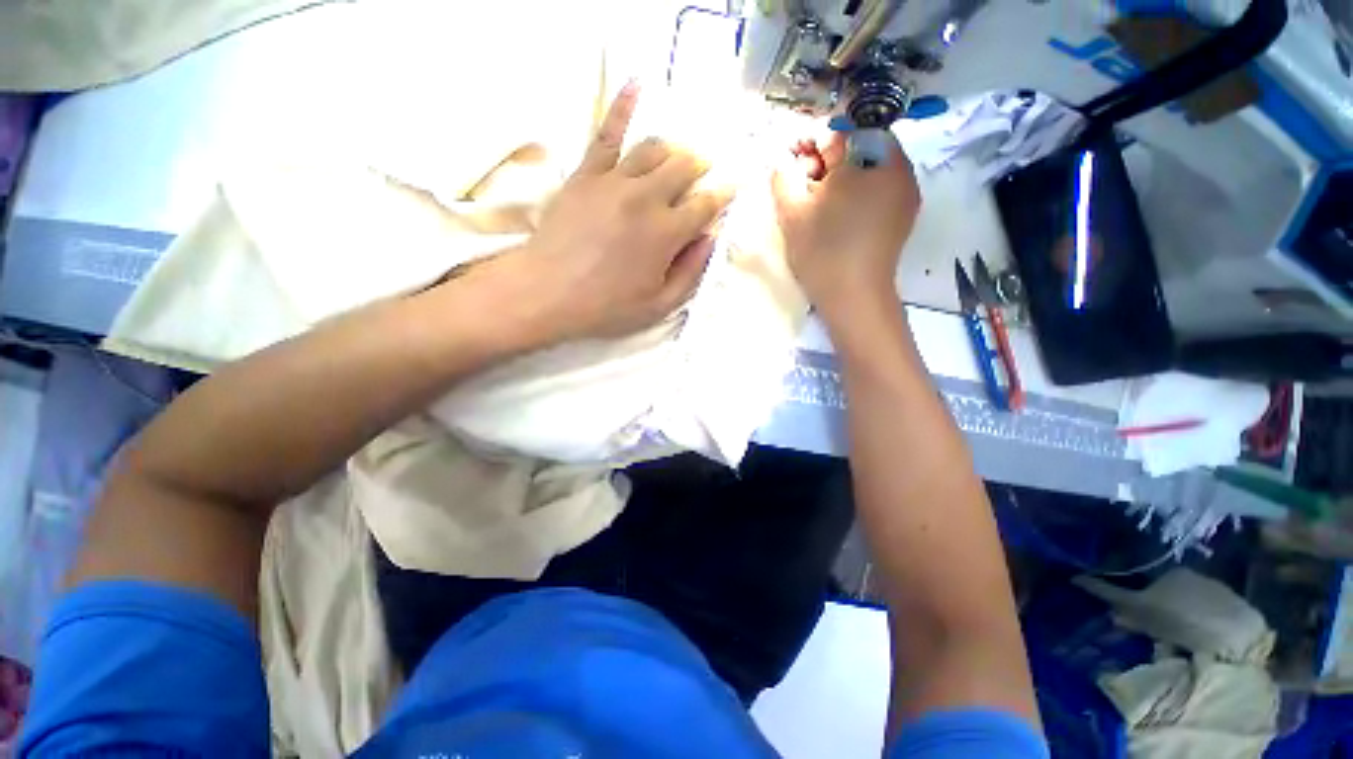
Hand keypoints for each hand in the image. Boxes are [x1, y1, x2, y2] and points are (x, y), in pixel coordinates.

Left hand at [485, 82, 733, 344]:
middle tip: (704, 173)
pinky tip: (638, 83)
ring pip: (655, 147)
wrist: (547, 292)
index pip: (706, 204)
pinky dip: (624, 106)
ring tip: (679, 156)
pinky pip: (607, 132)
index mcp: (666, 233)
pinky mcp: (587, 173)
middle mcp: (646, 198)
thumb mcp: (660, 305)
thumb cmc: (606, 306)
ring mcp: (614, 180)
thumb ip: (691, 271)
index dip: (723, 196)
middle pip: (685, 167)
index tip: (731, 191)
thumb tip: (710, 238)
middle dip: (701, 168)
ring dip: (674, 149)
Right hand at [771, 130, 920, 318]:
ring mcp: (906, 193)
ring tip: (818, 202)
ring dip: (843, 177)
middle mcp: (898, 168)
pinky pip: (879, 190)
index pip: (841, 132)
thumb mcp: (793, 212)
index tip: (794, 161)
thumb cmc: (822, 251)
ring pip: (870, 169)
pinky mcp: (903, 215)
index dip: (814, 142)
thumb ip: (783, 177)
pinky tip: (838, 215)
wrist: (853, 297)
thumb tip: (782, 161)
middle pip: (860, 148)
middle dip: (829, 160)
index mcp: (872, 159)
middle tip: (804, 184)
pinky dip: (857, 193)